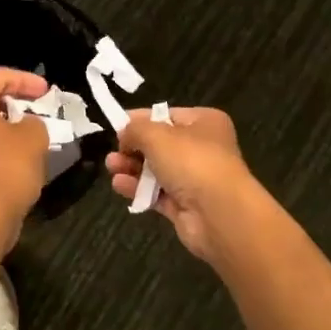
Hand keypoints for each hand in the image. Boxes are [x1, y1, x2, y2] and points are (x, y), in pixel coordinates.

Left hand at [0, 68, 51, 249]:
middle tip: (38, 103)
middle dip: (13, 98)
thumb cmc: (7, 166)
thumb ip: (33, 120)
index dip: (25, 80)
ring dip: (4, 120)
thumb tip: (26, 125)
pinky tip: (17, 147)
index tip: (47, 91)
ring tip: (31, 125)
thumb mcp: (34, 135)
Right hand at [107, 107, 273, 262]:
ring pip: (156, 169)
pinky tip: (119, 186)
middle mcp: (202, 148)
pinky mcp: (186, 205)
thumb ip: (135, 129)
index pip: (166, 115)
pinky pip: (157, 193)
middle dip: (133, 147)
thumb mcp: (156, 135)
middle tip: (113, 152)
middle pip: (160, 144)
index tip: (117, 127)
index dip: (140, 120)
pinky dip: (138, 189)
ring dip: (132, 168)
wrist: (219, 214)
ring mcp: (195, 178)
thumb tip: (124, 135)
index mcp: (204, 122)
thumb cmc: (192, 162)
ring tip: (111, 167)